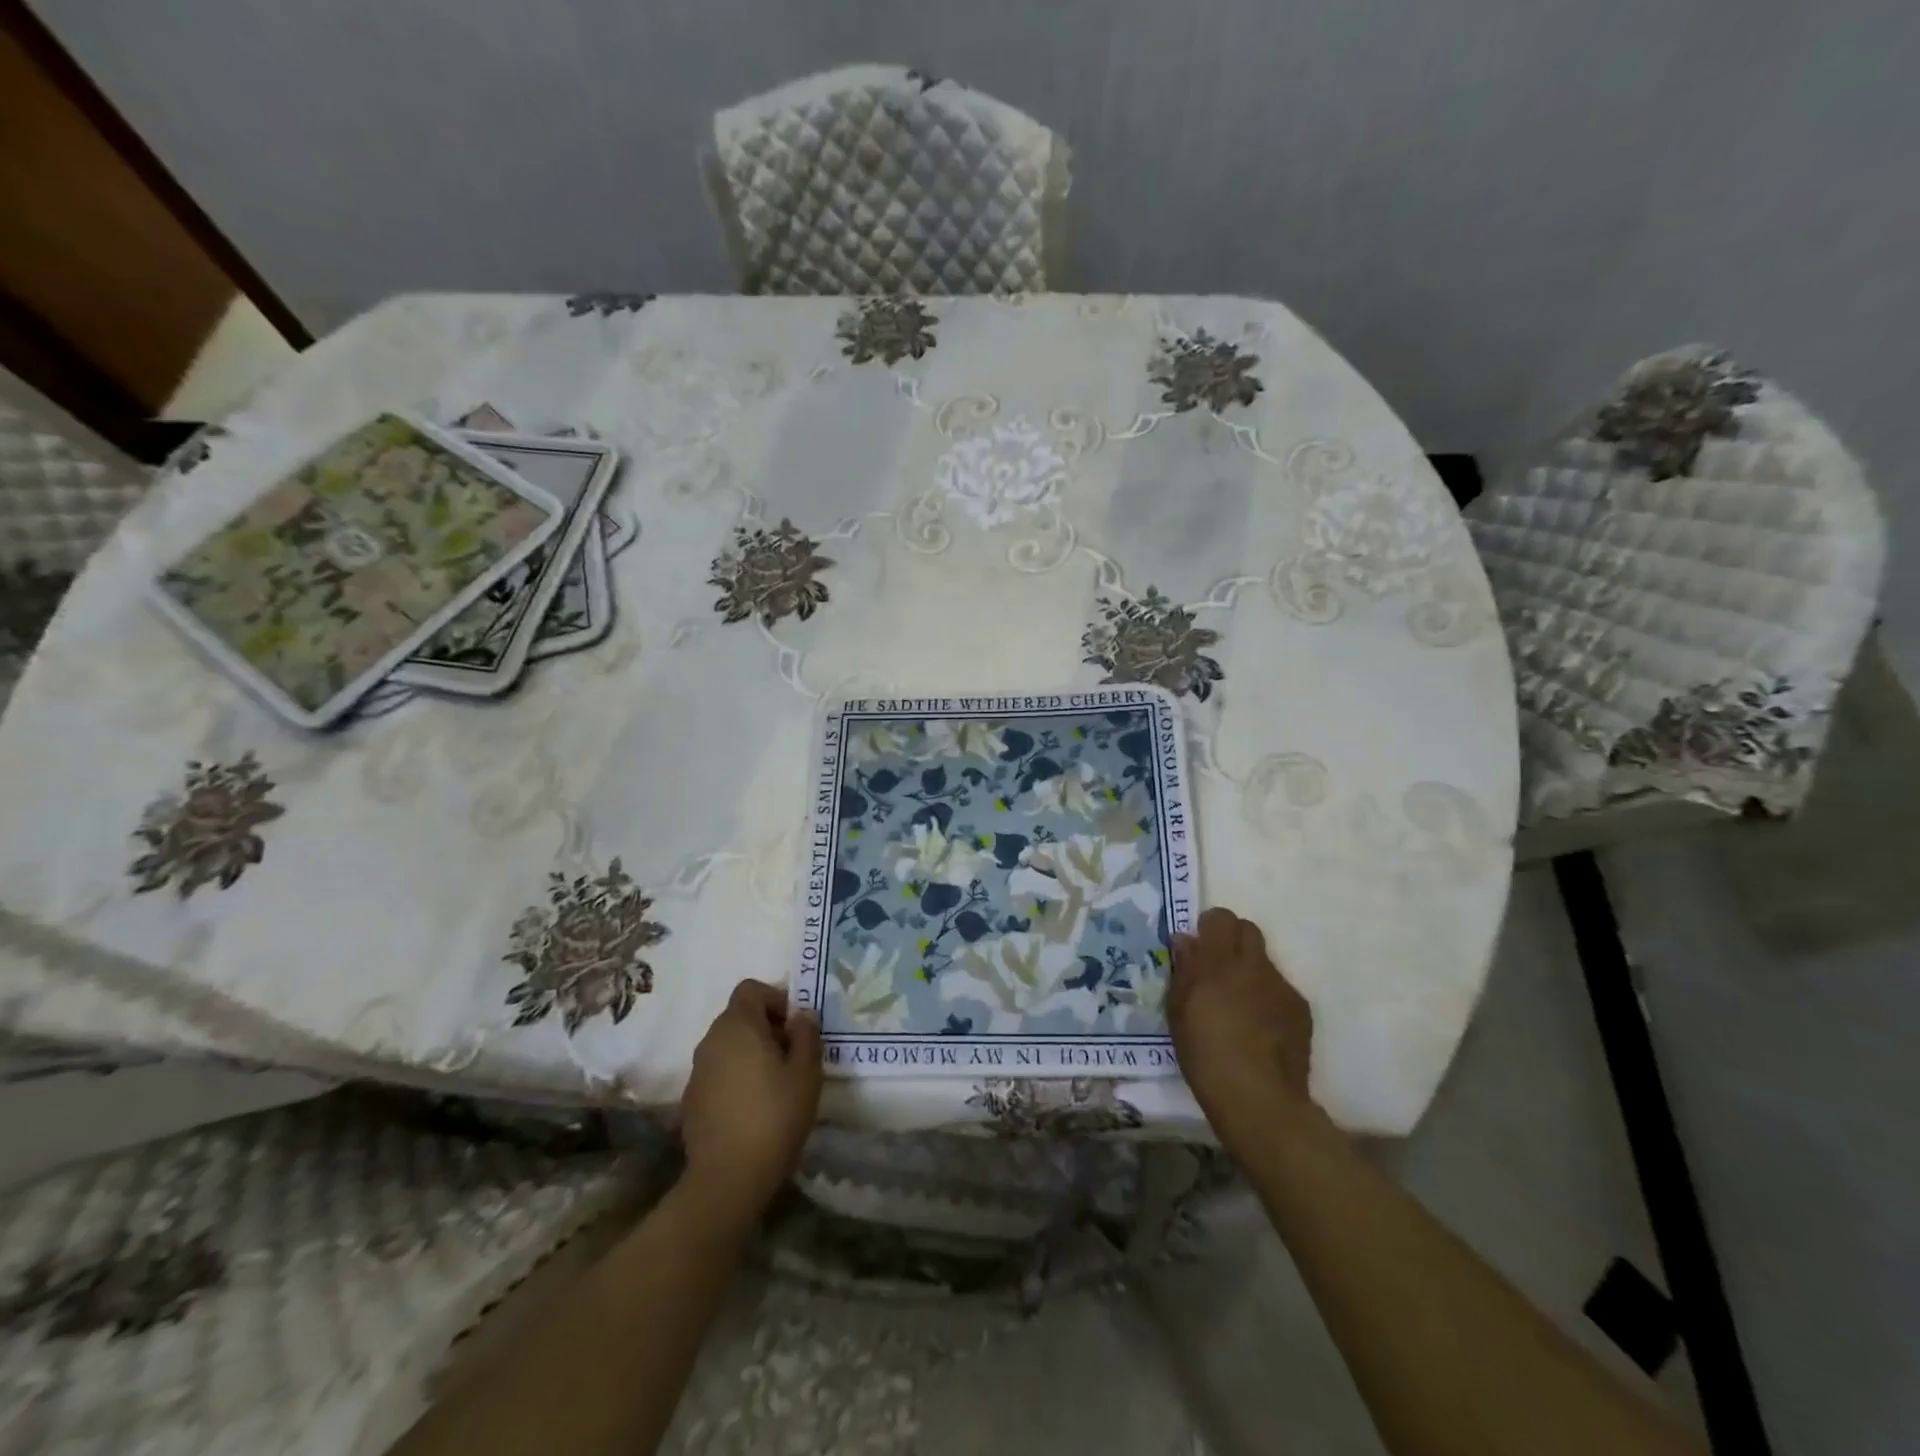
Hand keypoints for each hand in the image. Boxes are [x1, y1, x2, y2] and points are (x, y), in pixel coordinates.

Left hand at [679, 979, 822, 1220]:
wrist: (727, 1179)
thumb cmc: (774, 1116)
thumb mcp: (806, 1073)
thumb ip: (806, 1035)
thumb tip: (801, 1015)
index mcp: (738, 1026)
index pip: (751, 989)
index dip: (776, 999)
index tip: (795, 1026)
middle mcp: (711, 1040)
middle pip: (739, 1017)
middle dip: (766, 1027)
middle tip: (792, 1055)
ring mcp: (697, 1071)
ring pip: (727, 1046)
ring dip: (750, 1053)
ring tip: (775, 1083)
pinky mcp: (691, 1100)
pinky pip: (718, 1072)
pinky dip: (735, 1077)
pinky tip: (753, 1107)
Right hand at [1169, 907, 1315, 1157]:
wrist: (1258, 1098)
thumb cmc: (1205, 1054)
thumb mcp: (1178, 1011)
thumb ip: (1184, 970)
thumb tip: (1186, 941)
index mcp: (1218, 962)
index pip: (1220, 918)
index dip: (1210, 927)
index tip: (1199, 947)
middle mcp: (1254, 965)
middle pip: (1248, 929)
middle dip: (1232, 940)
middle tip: (1217, 968)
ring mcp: (1281, 986)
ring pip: (1264, 961)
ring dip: (1249, 972)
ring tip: (1238, 1006)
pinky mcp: (1300, 1009)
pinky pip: (1279, 990)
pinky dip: (1267, 999)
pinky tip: (1259, 1029)